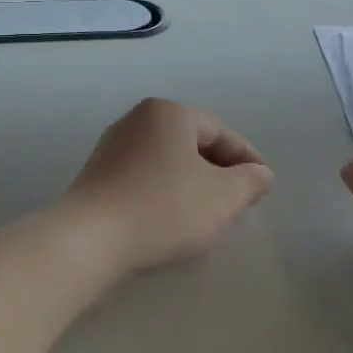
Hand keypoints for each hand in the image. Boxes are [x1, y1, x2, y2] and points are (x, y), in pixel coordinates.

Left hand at [64, 98, 274, 273]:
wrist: (89, 239)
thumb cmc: (163, 208)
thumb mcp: (221, 197)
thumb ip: (249, 182)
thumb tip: (261, 174)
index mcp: (169, 113)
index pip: (220, 131)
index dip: (247, 159)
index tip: (263, 187)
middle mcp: (137, 120)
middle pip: (192, 144)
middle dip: (219, 172)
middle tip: (238, 201)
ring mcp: (112, 146)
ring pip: (167, 162)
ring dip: (191, 184)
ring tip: (208, 215)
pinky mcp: (96, 175)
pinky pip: (143, 178)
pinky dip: (164, 193)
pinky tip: (171, 220)